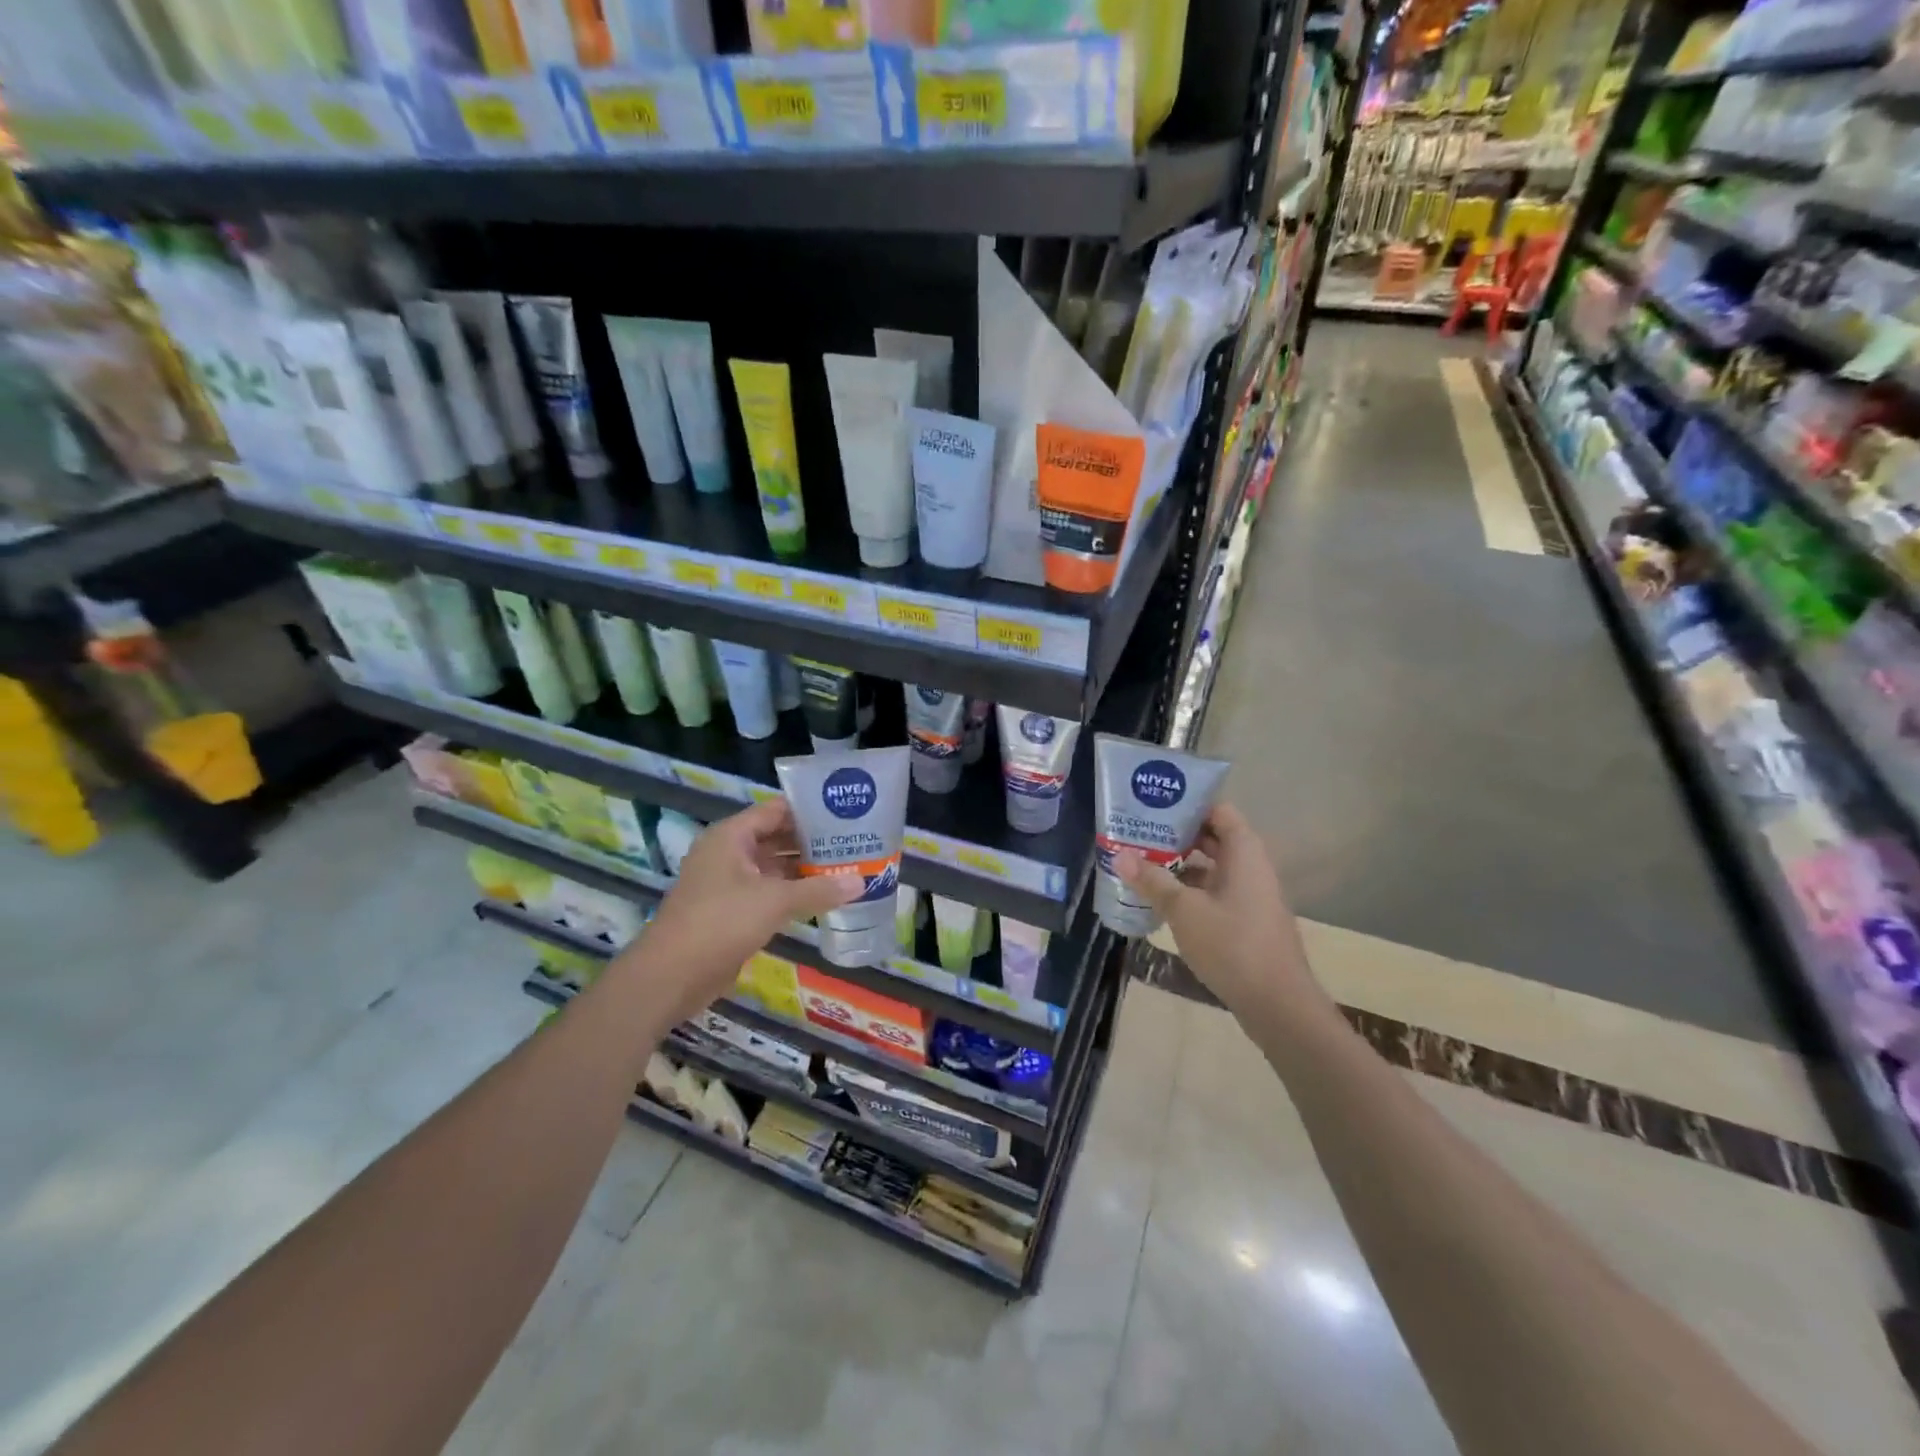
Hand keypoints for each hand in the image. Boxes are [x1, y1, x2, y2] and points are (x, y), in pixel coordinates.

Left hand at [624, 798, 859, 1018]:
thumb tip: (862, 881)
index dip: (809, 809)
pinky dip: (791, 892)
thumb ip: (819, 890)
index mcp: (731, 836)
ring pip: (772, 867)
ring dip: (804, 869)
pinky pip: (767, 892)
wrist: (670, 976)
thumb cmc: (721, 923)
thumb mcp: (774, 902)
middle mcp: (728, 853)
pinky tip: (822, 897)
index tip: (845, 812)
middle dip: (812, 841)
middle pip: (776, 837)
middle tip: (853, 842)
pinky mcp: (730, 910)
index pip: (776, 810)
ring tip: (846, 867)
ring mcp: (727, 882)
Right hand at [1114, 802, 1319, 1017]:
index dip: (1187, 804)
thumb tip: (1119, 855)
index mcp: (1243, 852)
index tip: (1153, 806)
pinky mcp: (1246, 920)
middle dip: (1175, 835)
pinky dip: (1190, 890)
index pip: (1217, 810)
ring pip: (1211, 867)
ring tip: (1141, 864)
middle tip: (1137, 834)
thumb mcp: (1184, 910)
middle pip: (1212, 837)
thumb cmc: (1232, 945)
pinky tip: (1161, 900)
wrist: (1278, 1003)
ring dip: (1180, 864)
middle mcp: (1251, 866)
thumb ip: (1152, 880)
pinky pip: (1215, 891)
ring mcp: (1251, 895)